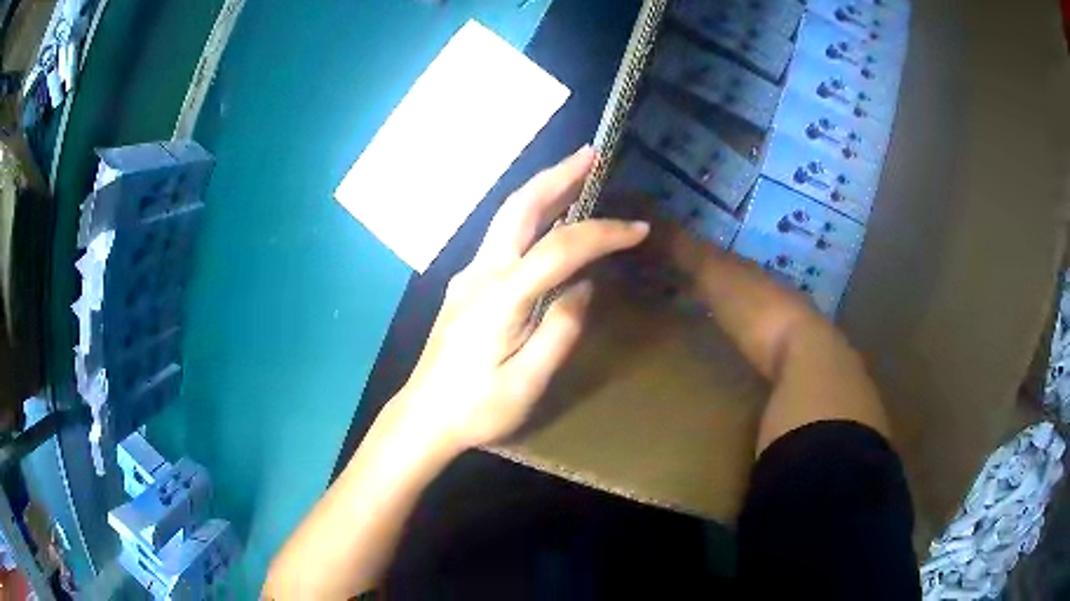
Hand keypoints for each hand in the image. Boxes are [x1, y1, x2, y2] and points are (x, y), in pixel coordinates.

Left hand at [394, 147, 648, 451]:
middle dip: (558, 175)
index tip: (638, 229)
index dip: (602, 233)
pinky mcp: (466, 284)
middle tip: (592, 153)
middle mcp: (481, 272)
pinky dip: (530, 213)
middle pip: (519, 207)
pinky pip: (502, 235)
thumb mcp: (527, 383)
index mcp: (501, 297)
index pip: (559, 248)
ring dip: (542, 188)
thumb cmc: (477, 409)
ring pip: (506, 216)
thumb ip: (560, 331)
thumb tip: (583, 287)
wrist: (424, 416)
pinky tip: (548, 217)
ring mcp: (468, 275)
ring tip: (576, 170)